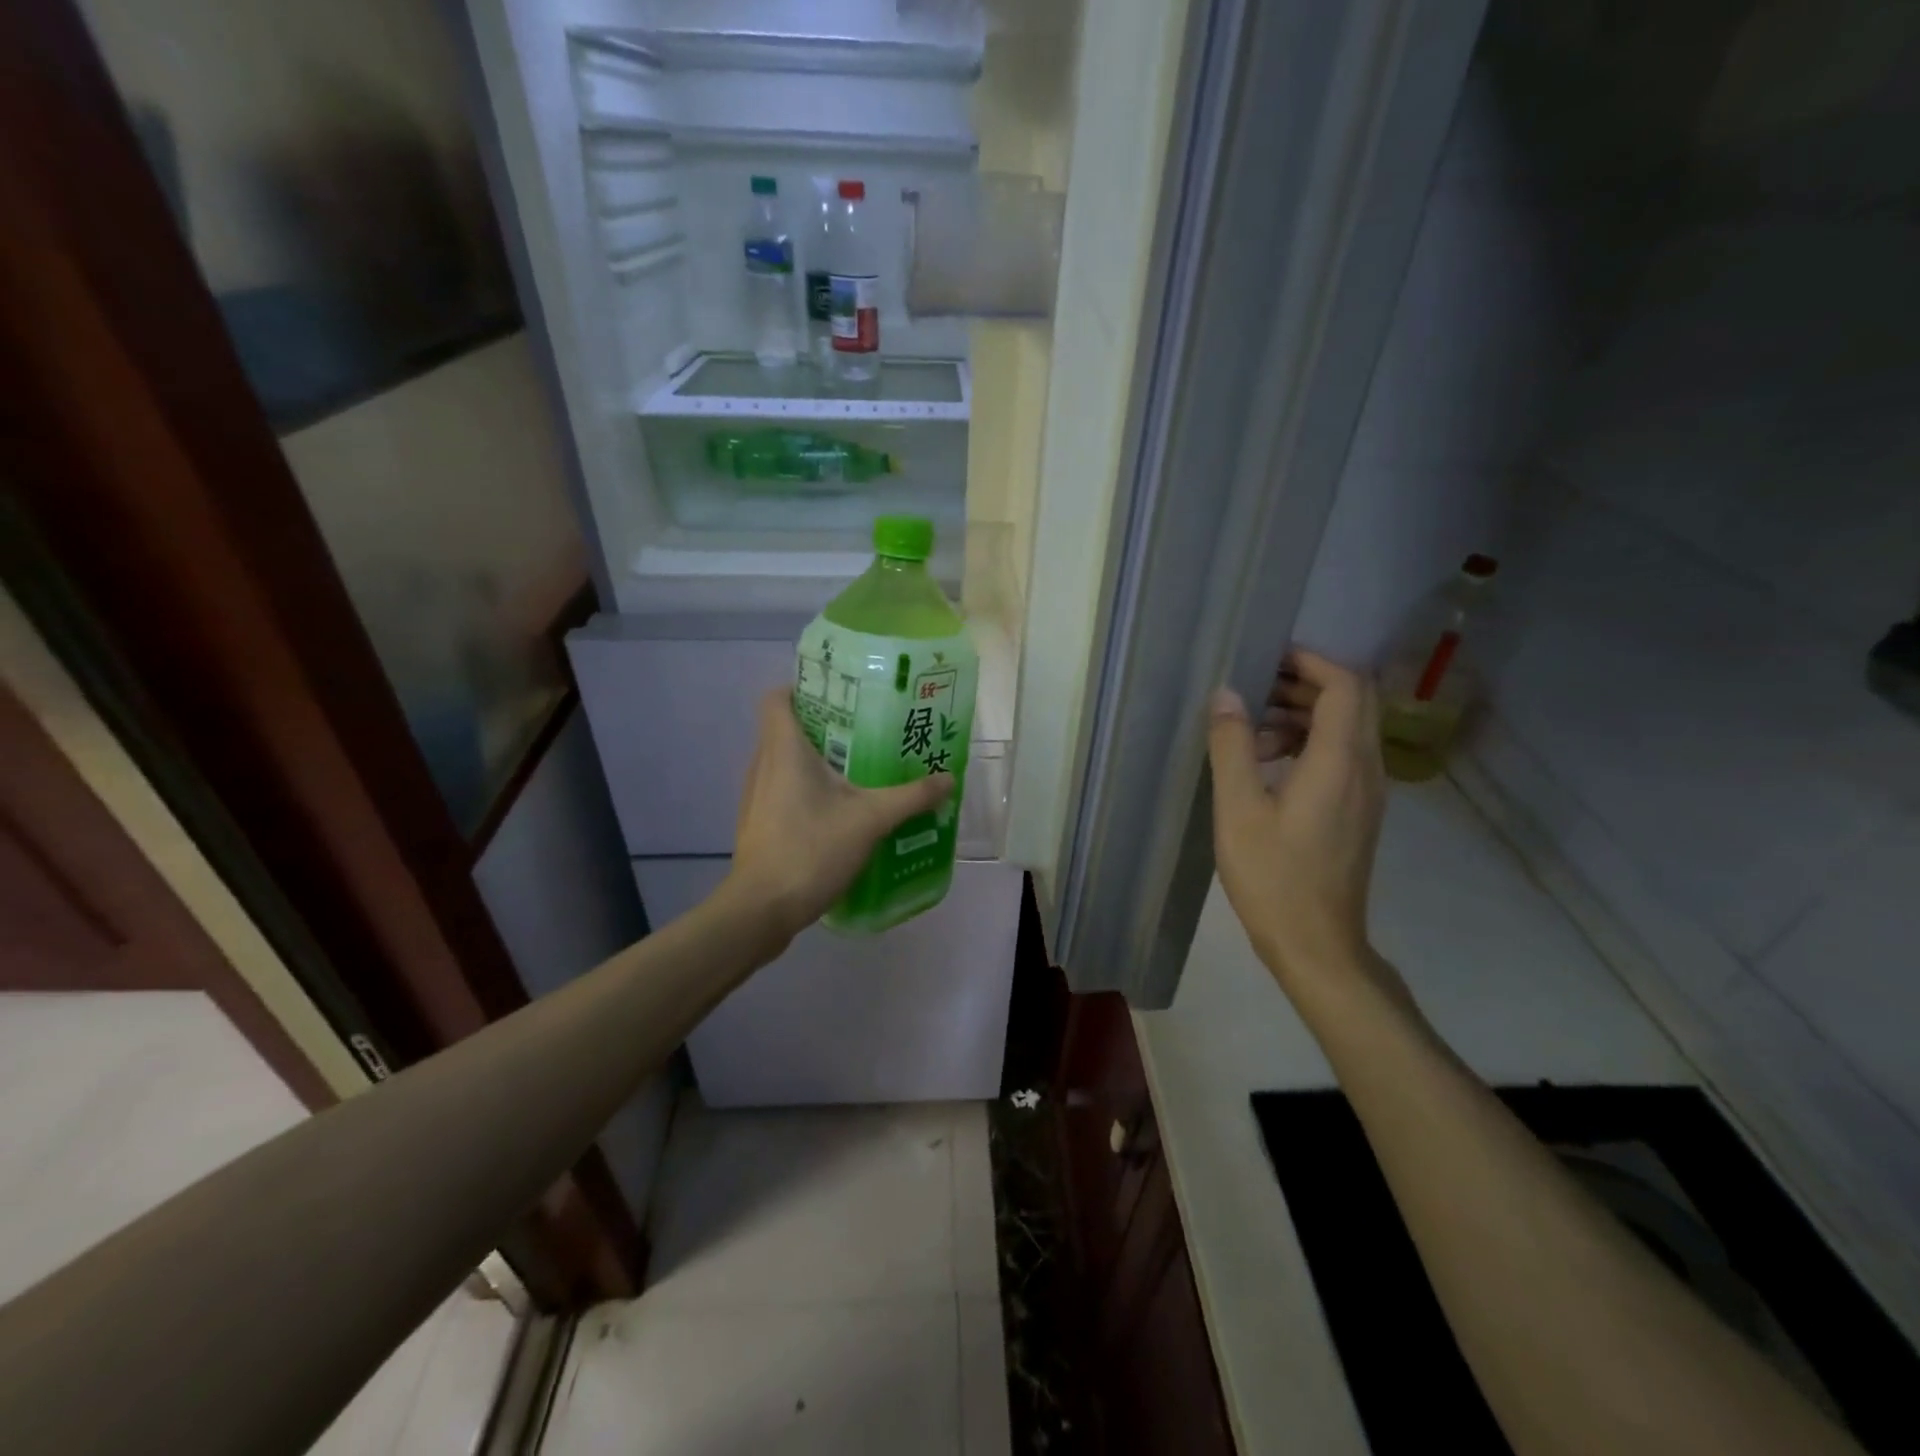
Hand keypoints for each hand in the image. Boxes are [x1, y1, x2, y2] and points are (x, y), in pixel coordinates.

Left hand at [724, 688, 953, 946]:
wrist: (761, 910)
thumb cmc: (810, 849)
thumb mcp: (871, 820)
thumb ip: (911, 797)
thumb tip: (948, 779)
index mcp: (783, 749)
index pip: (778, 697)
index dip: (805, 688)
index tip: (842, 695)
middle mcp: (763, 764)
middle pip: (788, 727)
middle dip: (827, 725)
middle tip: (869, 730)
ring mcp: (757, 795)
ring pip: (786, 761)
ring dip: (820, 760)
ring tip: (862, 767)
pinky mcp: (760, 822)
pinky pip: (785, 789)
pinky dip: (809, 789)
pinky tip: (842, 809)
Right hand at [1207, 651, 1388, 996]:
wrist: (1317, 944)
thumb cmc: (1273, 876)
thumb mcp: (1238, 808)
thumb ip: (1233, 745)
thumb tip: (1225, 694)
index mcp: (1340, 761)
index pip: (1345, 685)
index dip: (1311, 661)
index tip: (1267, 657)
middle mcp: (1366, 768)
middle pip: (1351, 701)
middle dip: (1304, 683)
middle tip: (1252, 687)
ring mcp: (1368, 792)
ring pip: (1347, 729)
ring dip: (1303, 714)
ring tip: (1251, 728)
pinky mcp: (1358, 811)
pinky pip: (1342, 756)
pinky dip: (1309, 743)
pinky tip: (1267, 765)